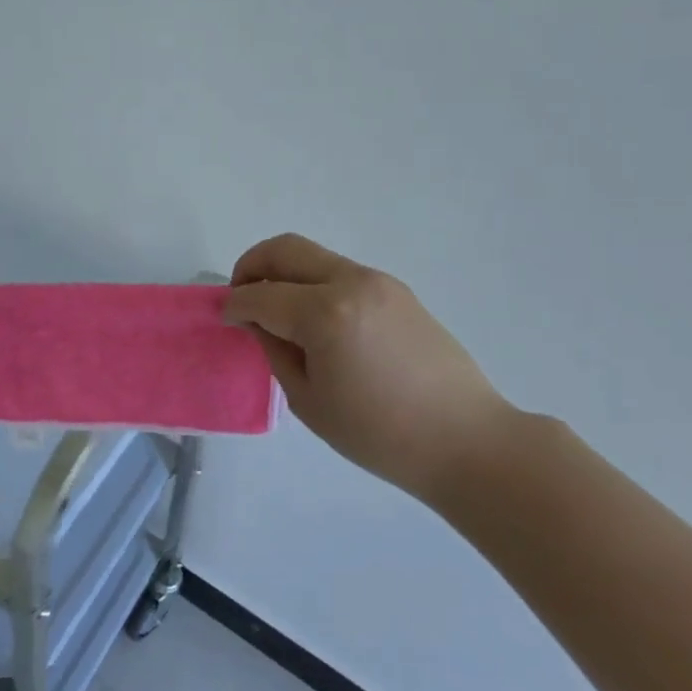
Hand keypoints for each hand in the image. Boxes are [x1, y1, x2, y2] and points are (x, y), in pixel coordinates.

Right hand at [223, 234, 520, 501]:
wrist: (467, 441)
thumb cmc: (380, 434)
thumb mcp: (309, 400)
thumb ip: (275, 351)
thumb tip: (258, 322)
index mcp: (325, 314)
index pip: (261, 295)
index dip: (234, 306)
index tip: (224, 320)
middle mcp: (351, 283)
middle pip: (285, 249)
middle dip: (252, 265)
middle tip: (241, 296)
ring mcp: (378, 282)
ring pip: (314, 256)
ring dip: (285, 273)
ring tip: (276, 311)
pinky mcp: (397, 291)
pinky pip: (340, 272)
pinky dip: (314, 283)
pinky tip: (315, 321)